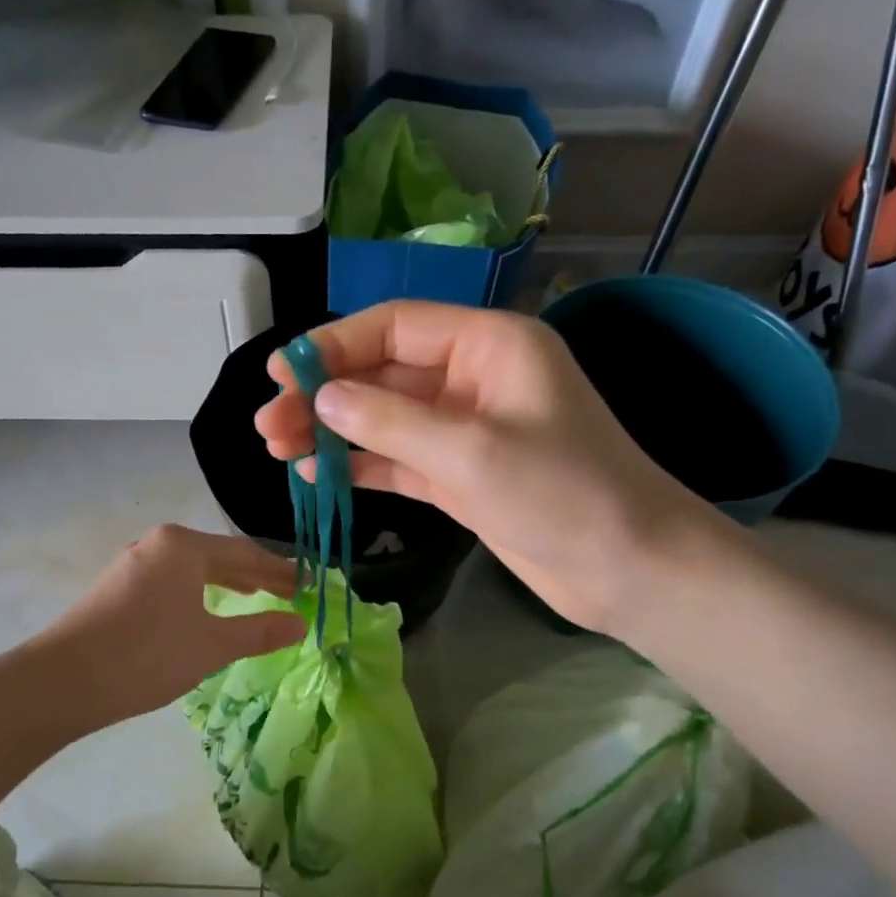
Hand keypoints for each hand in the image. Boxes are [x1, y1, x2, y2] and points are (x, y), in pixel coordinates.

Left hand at [39, 524, 304, 727]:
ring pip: (193, 569)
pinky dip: (198, 593)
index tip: (308, 586)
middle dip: (256, 576)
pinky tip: (205, 610)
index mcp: (183, 546)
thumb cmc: (146, 656)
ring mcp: (133, 564)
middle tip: (289, 595)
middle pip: (219, 556)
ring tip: (254, 598)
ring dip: (227, 584)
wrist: (62, 682)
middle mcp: (158, 544)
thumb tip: (301, 623)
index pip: (246, 553)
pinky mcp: (117, 587)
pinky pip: (172, 581)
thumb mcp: (212, 645)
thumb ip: (259, 631)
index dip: (280, 572)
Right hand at [254, 301, 725, 636]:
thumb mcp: (470, 452)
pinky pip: (398, 460)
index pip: (396, 327)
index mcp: (489, 346)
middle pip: (383, 374)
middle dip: (324, 396)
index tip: (280, 371)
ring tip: (277, 450)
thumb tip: (322, 400)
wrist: (628, 569)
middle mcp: (474, 379)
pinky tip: (315, 474)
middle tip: (267, 425)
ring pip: (384, 420)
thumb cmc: (562, 495)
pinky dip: (359, 466)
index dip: (334, 344)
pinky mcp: (461, 476)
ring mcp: (466, 430)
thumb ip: (390, 423)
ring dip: (333, 432)